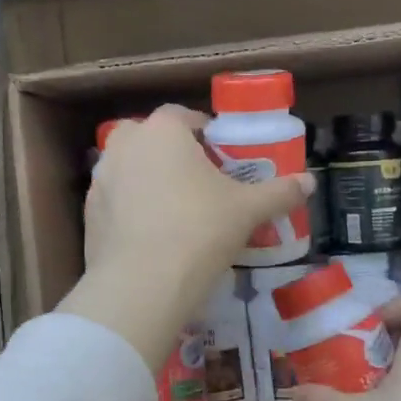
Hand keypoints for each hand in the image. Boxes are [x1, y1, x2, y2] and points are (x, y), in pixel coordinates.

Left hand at [60, 105, 312, 369]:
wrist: (142, 284)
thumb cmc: (200, 230)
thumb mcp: (247, 210)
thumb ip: (279, 192)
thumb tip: (311, 182)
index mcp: (162, 130)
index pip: (184, 116)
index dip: (204, 132)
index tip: (221, 155)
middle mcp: (125, 144)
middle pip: (152, 138)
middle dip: (173, 153)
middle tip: (199, 181)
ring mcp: (101, 178)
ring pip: (131, 168)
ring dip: (150, 179)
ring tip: (176, 209)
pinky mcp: (89, 212)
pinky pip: (116, 200)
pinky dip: (132, 208)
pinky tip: (152, 234)